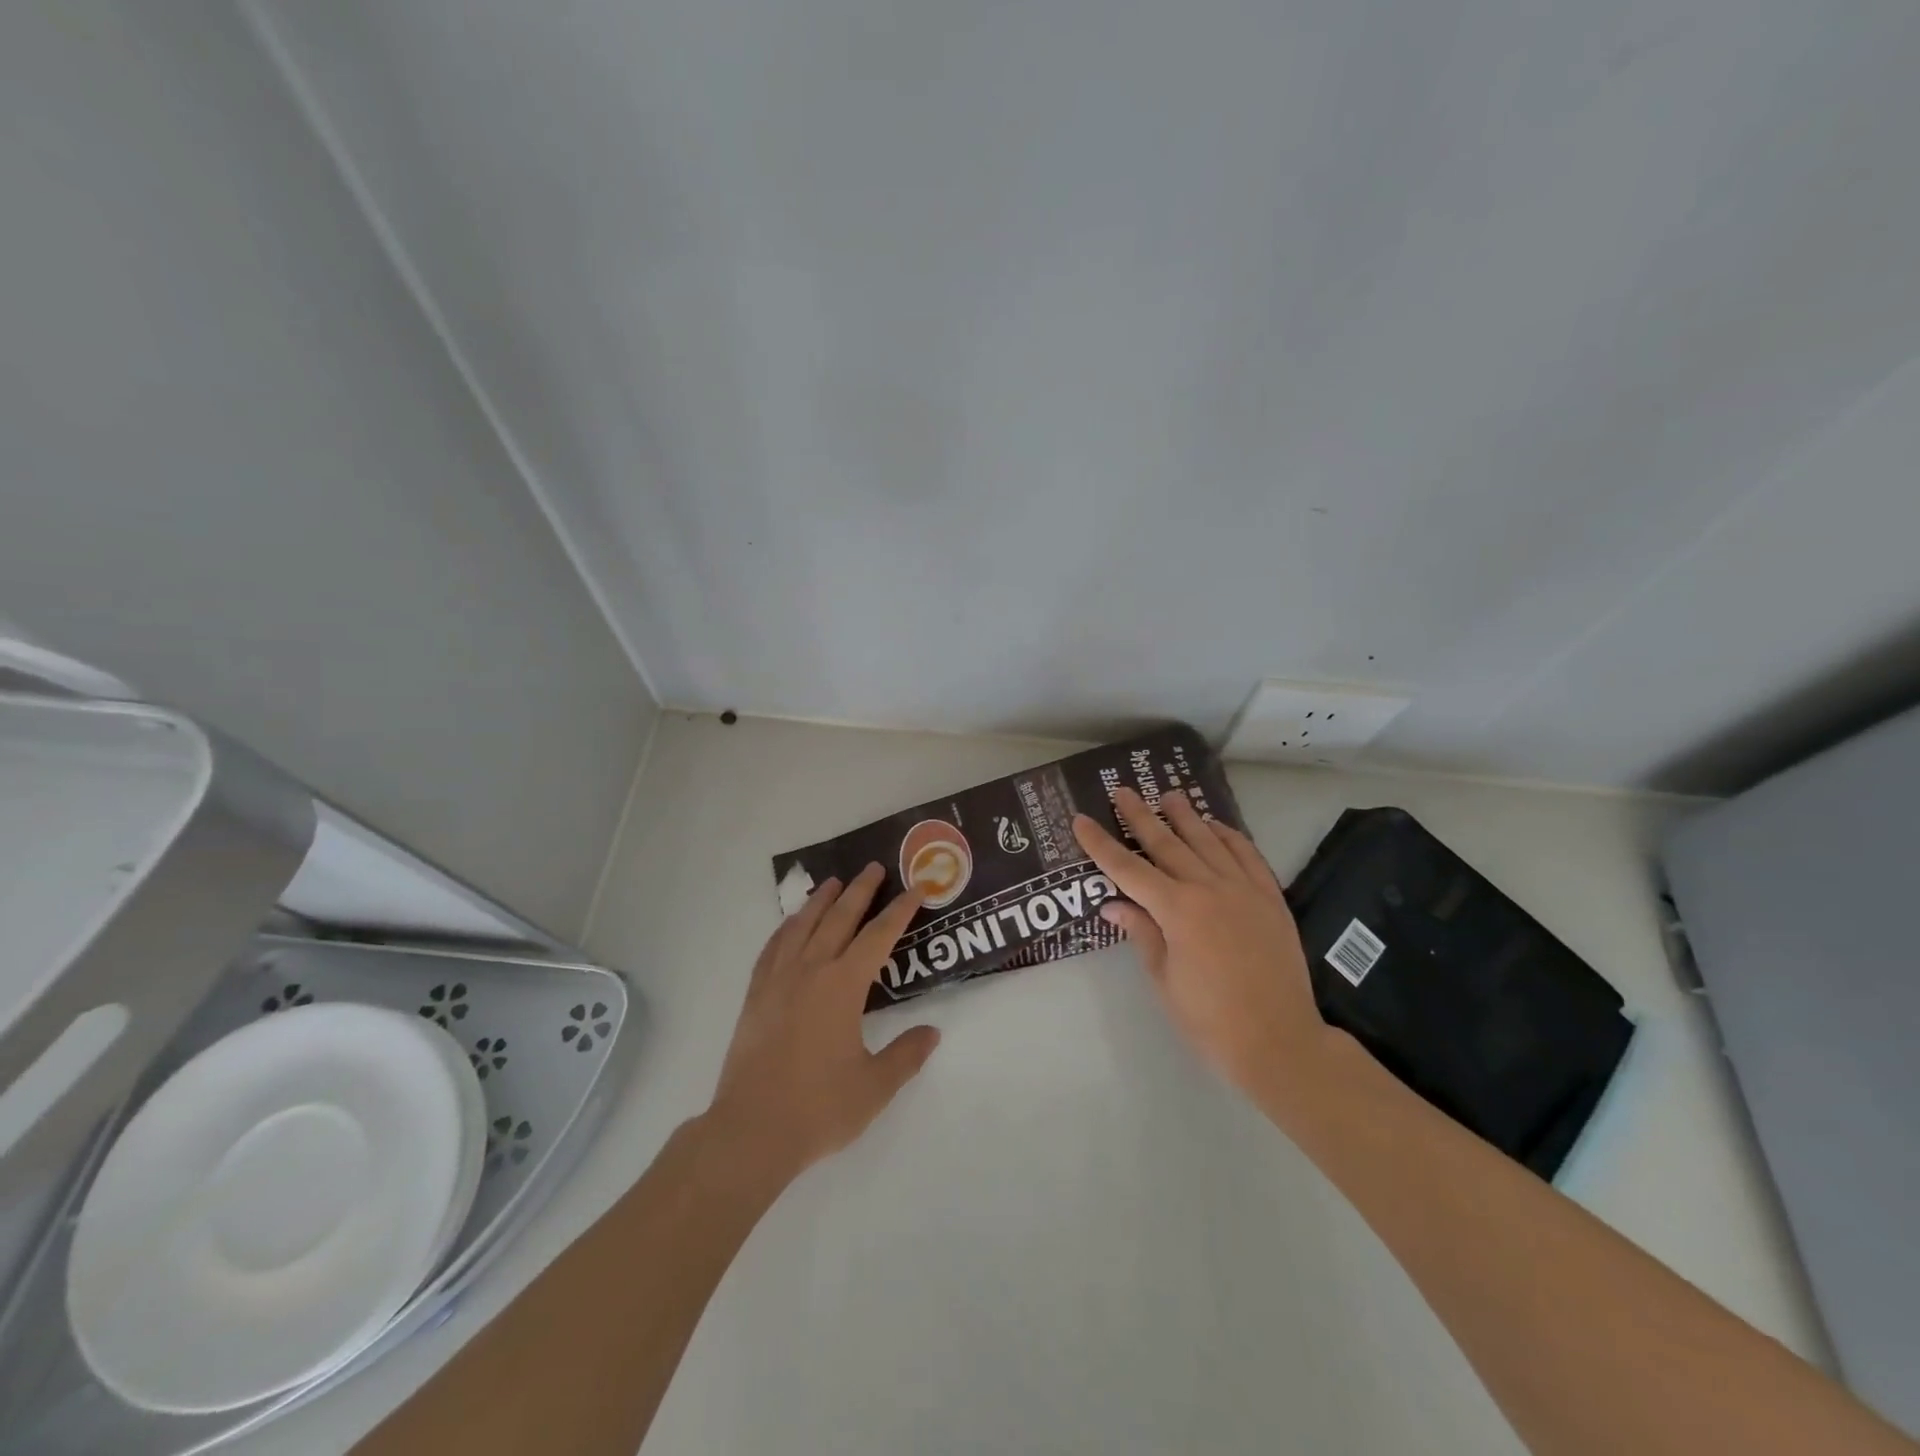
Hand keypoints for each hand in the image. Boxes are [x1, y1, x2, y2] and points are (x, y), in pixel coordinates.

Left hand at [705, 864, 940, 1184]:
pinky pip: (772, 948)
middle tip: (873, 867)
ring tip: (833, 883)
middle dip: (860, 891)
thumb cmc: (819, 1108)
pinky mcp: (755, 996)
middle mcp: (811, 971)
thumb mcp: (875, 1086)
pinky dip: (784, 928)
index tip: (915, 888)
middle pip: (839, 918)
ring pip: (802, 926)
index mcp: (843, 986)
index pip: (878, 936)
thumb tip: (932, 1033)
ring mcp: (778, 980)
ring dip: (820, 901)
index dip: (899, 910)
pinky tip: (790, 924)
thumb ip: (906, 1055)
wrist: (751, 1131)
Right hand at [1073, 788, 1327, 1111]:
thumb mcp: (1164, 979)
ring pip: (1208, 841)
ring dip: (1185, 816)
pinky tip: (1216, 826)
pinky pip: (1247, 855)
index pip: (1128, 869)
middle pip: (1167, 844)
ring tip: (1169, 795)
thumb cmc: (1210, 1020)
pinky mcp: (1270, 898)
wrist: (1279, 1042)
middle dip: (1140, 816)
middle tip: (1123, 790)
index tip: (1080, 820)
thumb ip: (1141, 933)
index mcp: (1177, 910)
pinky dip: (1229, 836)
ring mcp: (1244, 889)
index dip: (1101, 844)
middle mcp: (1209, 888)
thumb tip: (1113, 904)